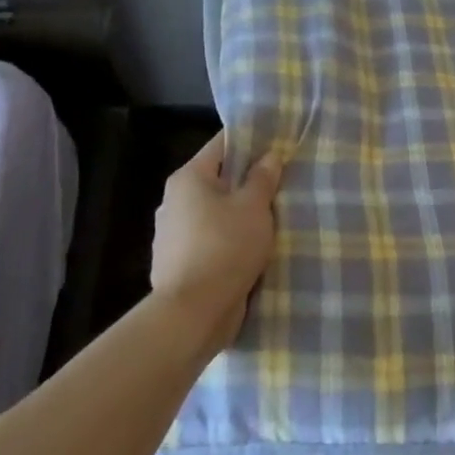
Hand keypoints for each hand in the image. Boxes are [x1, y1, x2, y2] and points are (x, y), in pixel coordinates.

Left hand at [151, 132, 283, 352]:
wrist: (192, 314)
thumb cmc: (225, 247)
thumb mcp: (253, 207)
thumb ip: (262, 178)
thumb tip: (269, 156)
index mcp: (188, 179)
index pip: (222, 145)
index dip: (250, 140)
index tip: (277, 143)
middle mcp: (174, 201)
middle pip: (218, 180)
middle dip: (247, 181)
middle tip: (281, 181)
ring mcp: (173, 235)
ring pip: (215, 212)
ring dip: (239, 214)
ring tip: (272, 217)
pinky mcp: (178, 263)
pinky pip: (210, 240)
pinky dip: (229, 239)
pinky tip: (252, 247)